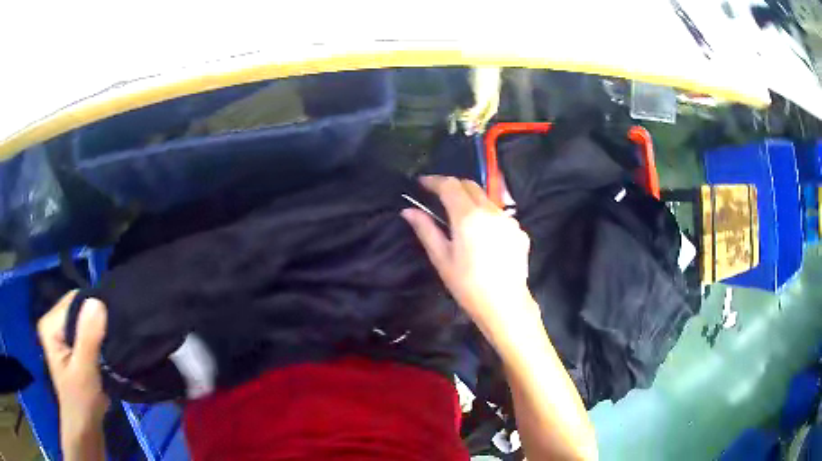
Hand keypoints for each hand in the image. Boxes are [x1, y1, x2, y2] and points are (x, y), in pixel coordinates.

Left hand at [37, 291, 108, 437]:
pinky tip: (105, 354)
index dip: (94, 313)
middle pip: (79, 308)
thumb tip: (98, 301)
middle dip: (97, 324)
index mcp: (50, 324)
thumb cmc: (82, 402)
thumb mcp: (85, 371)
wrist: (85, 427)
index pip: (75, 301)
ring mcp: (61, 333)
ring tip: (110, 350)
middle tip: (111, 345)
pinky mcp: (70, 344)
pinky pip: (87, 331)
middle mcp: (53, 322)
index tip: (110, 334)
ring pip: (85, 320)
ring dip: (99, 333)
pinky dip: (98, 340)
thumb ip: (88, 337)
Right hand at [402, 176, 537, 340]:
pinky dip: (487, 217)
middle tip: (438, 196)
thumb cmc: (468, 285)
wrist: (505, 305)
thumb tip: (408, 211)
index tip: (422, 183)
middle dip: (453, 186)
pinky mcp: (520, 231)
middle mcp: (491, 211)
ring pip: (486, 199)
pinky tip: (484, 236)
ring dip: (471, 201)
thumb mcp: (441, 259)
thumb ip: (425, 230)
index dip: (434, 181)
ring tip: (461, 218)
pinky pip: (500, 216)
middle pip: (470, 186)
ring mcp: (509, 220)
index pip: (449, 185)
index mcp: (468, 216)